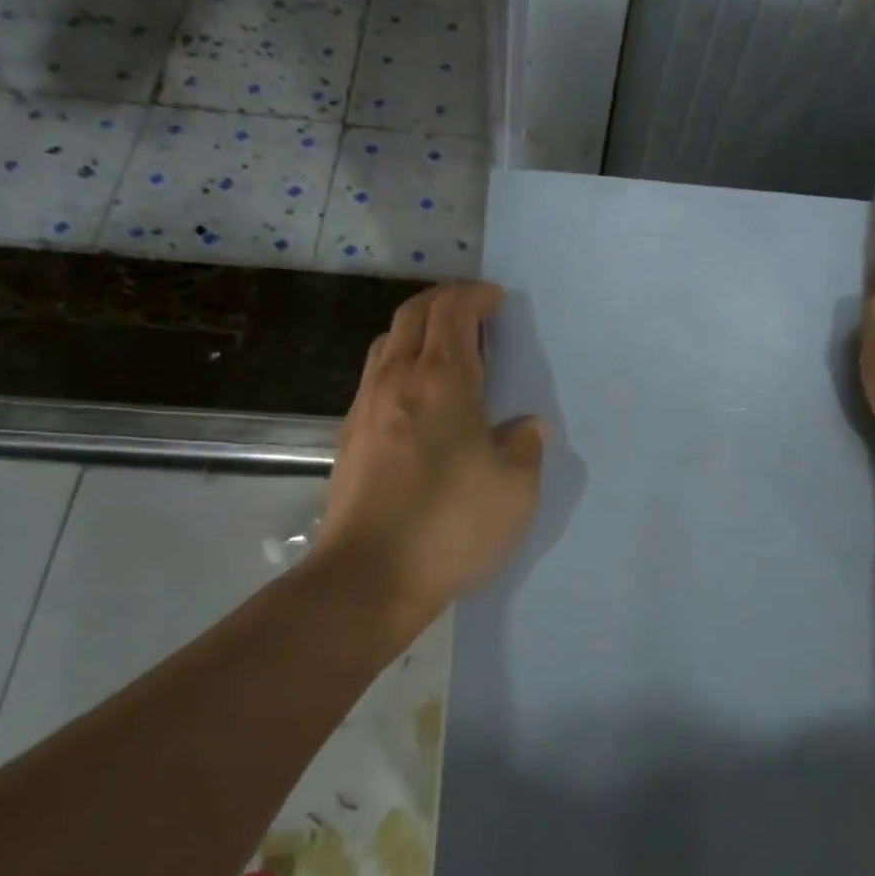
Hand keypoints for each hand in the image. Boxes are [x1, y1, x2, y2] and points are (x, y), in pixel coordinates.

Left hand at [318, 282, 545, 617]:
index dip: (474, 295)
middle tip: (473, 311)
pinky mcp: (349, 437)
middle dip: (443, 301)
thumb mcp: (515, 488)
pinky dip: (400, 364)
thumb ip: (525, 446)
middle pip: (412, 314)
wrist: (367, 579)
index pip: (452, 311)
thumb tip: (525, 426)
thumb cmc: (450, 525)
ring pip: (387, 343)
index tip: (496, 299)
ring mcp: (365, 407)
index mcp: (441, 380)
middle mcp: (396, 380)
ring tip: (446, 351)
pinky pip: (375, 377)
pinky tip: (419, 399)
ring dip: (417, 331)